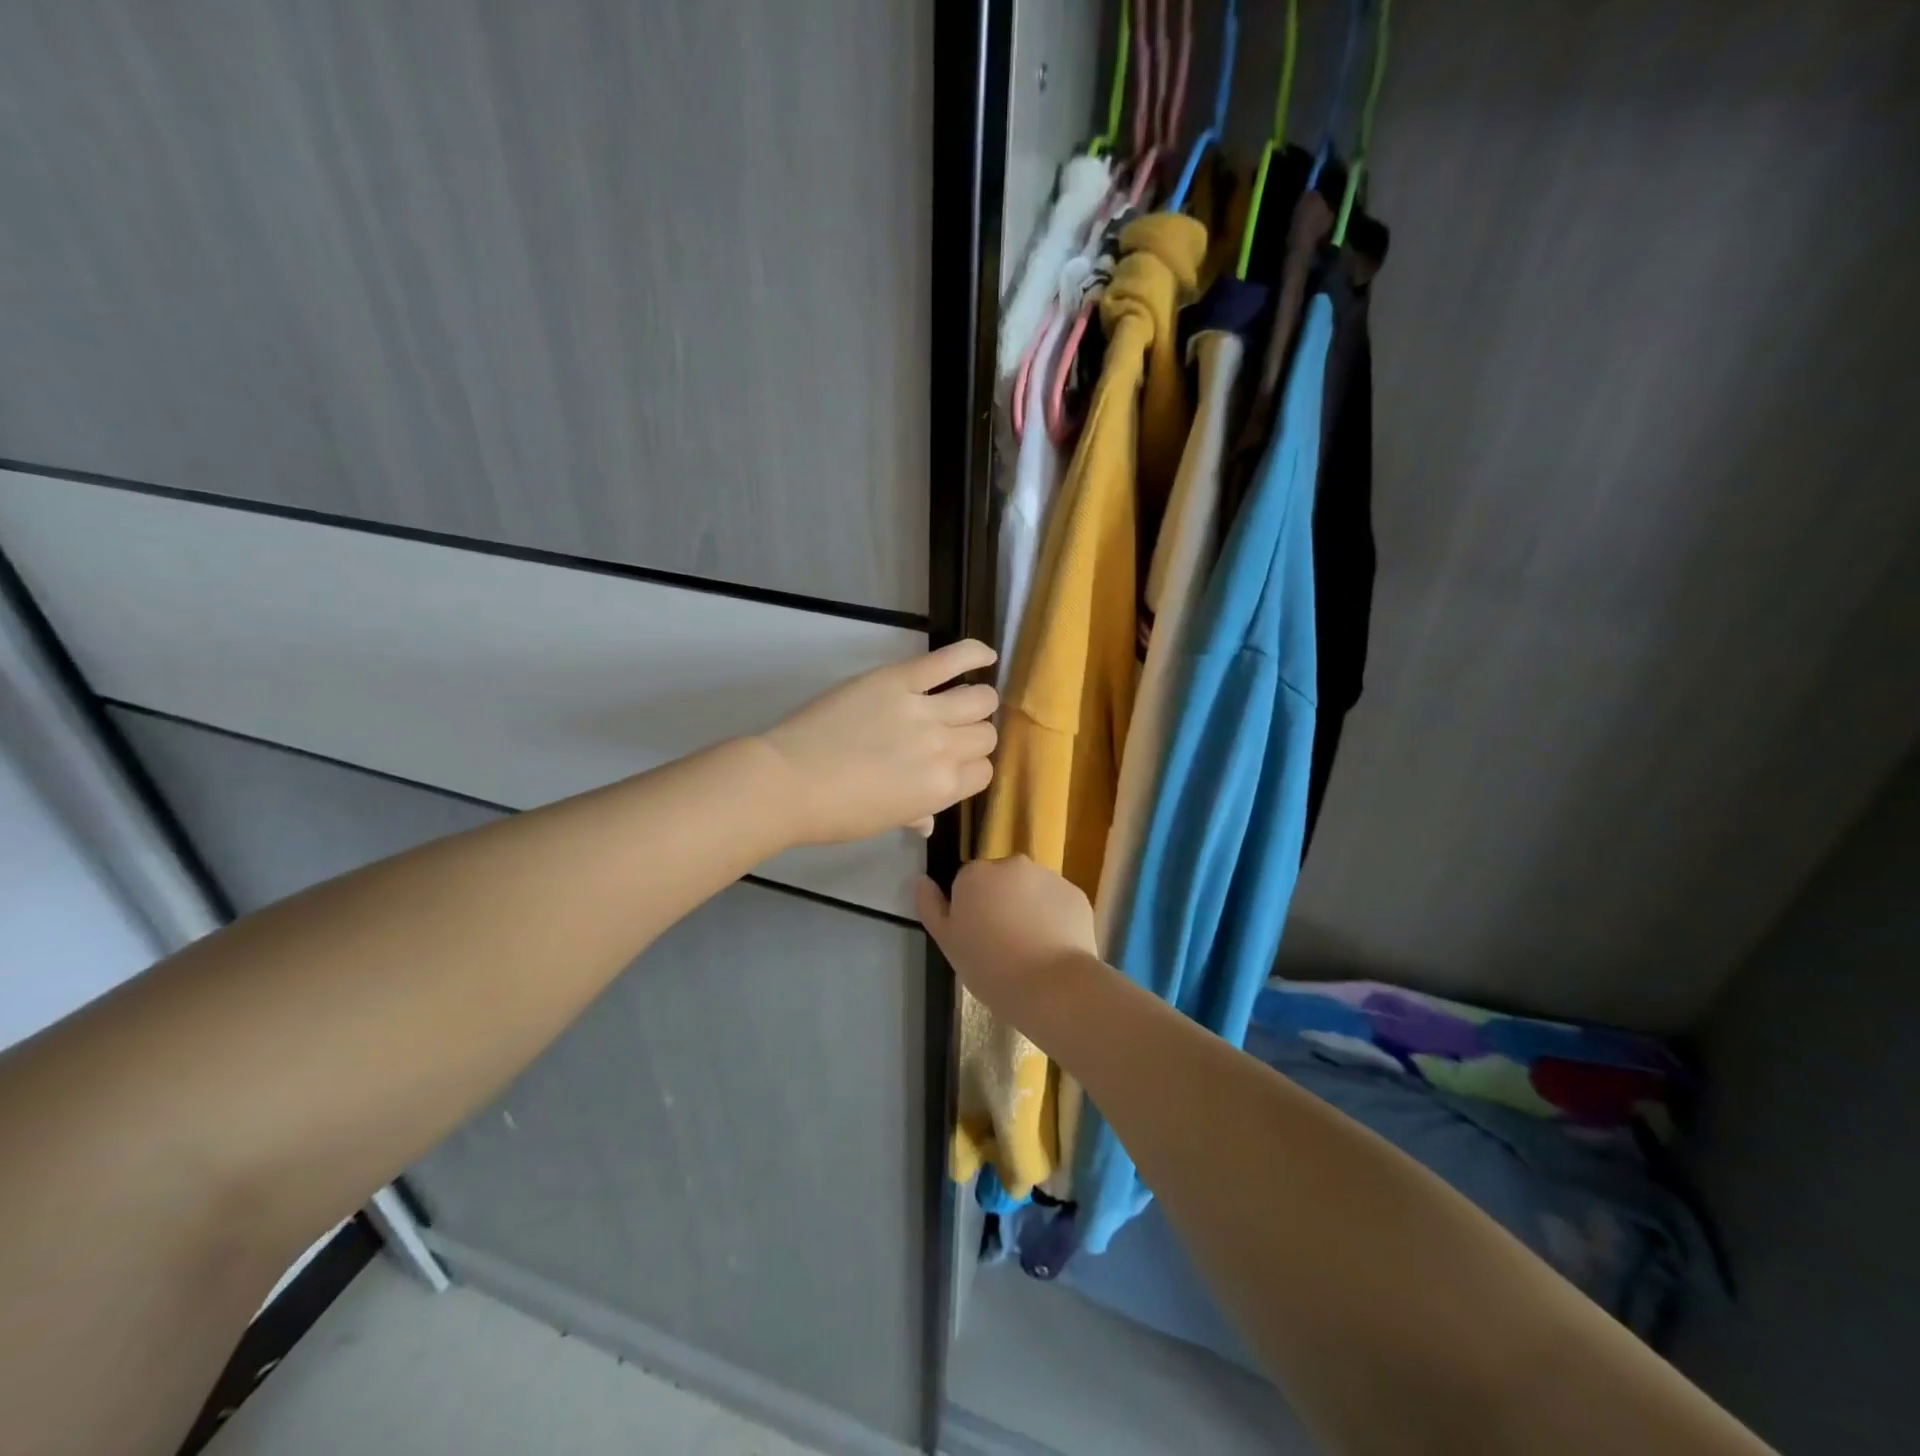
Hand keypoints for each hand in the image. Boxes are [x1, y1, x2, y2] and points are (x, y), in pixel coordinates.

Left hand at [758, 639, 997, 844]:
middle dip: (973, 737)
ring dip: (976, 702)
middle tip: (948, 735)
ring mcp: (923, 710)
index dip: (970, 768)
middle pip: (985, 735)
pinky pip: (950, 660)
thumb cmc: (834, 812)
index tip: (952, 764)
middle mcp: (943, 748)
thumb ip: (916, 815)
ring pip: (979, 699)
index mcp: (942, 789)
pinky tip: (985, 655)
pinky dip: (973, 653)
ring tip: (960, 701)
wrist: (787, 782)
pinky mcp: (899, 679)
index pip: (983, 772)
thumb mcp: (883, 822)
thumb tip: (927, 822)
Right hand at [916, 856, 1098, 1021]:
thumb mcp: (948, 943)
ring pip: (1031, 890)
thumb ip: (931, 906)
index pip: (967, 882)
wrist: (1052, 986)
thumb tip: (922, 880)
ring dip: (1028, 908)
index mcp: (976, 873)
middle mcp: (1013, 864)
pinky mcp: (1076, 894)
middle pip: (1001, 881)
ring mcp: (1049, 876)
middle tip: (1003, 943)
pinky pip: (1058, 902)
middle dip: (1001, 902)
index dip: (971, 909)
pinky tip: (1053, 947)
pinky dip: (1055, 918)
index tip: (977, 937)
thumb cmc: (990, 967)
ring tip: (1031, 948)